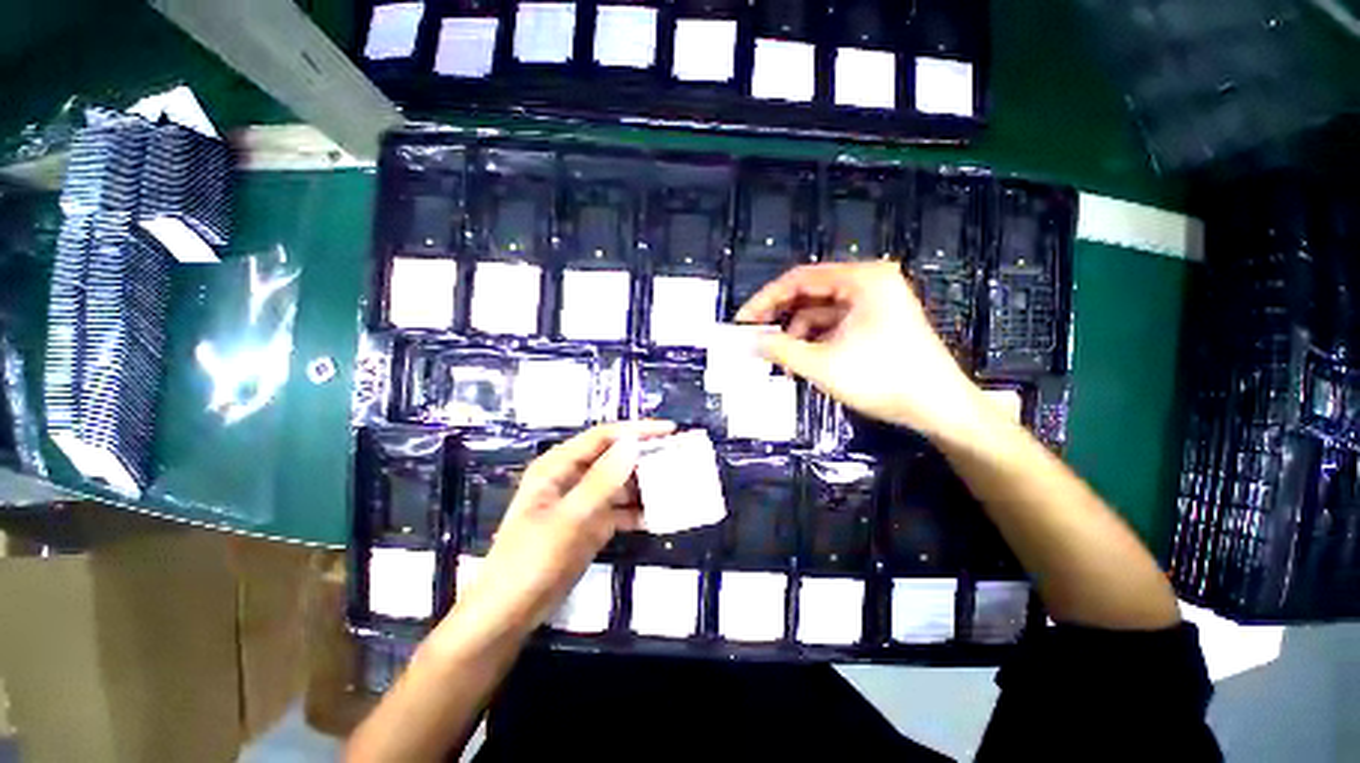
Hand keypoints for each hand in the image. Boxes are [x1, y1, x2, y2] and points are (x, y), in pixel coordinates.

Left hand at [450, 420, 674, 634]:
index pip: (603, 437)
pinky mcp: (590, 524)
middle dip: (645, 456)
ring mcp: (582, 501)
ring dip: (645, 484)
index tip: (670, 430)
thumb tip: (633, 445)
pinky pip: (620, 509)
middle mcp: (572, 477)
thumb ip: (602, 481)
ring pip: (620, 483)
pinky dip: (638, 511)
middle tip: (678, 457)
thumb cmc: (531, 560)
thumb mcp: (568, 519)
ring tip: (675, 484)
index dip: (637, 430)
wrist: (509, 614)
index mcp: (558, 466)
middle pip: (615, 457)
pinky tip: (658, 516)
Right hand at [736, 261, 985, 440]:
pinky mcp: (877, 321)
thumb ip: (779, 349)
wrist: (938, 407)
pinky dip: (815, 340)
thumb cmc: (881, 379)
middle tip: (755, 337)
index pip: (799, 279)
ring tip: (779, 358)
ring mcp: (875, 302)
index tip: (743, 321)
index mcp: (861, 279)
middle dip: (781, 317)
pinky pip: (835, 324)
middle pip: (810, 293)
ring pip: (821, 311)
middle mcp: (869, 282)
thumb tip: (749, 342)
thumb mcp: (821, 364)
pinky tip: (801, 360)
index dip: (766, 299)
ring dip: (797, 333)